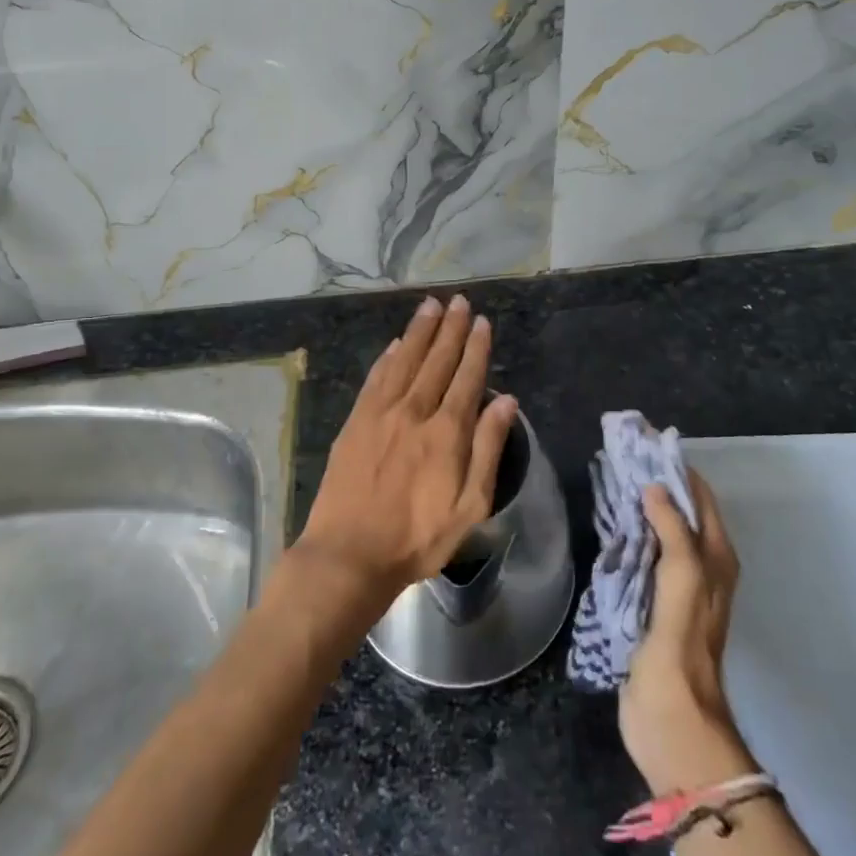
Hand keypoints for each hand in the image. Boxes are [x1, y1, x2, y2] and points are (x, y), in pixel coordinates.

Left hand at [293, 294, 516, 609]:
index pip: (467, 377)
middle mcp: (414, 411)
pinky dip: (388, 357)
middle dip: (450, 328)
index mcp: (447, 432)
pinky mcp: (355, 422)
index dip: (475, 347)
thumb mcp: (470, 506)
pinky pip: (376, 379)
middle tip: (458, 301)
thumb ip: (488, 449)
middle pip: (437, 360)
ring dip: (419, 331)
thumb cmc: (417, 538)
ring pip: (405, 360)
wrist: (349, 554)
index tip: (481, 321)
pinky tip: (396, 343)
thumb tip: (507, 401)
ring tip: (430, 305)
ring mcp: (381, 414)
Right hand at [619, 470, 758, 795]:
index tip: (644, 441)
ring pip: (658, 532)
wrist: (671, 716)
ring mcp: (675, 586)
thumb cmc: (681, 643)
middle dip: (654, 482)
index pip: (699, 496)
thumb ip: (673, 530)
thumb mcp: (683, 579)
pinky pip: (642, 556)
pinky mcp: (652, 604)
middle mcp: (700, 566)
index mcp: (716, 557)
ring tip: (609, 480)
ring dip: (639, 508)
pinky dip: (628, 535)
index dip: (675, 467)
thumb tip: (654, 487)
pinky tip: (606, 525)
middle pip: (679, 511)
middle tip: (619, 456)